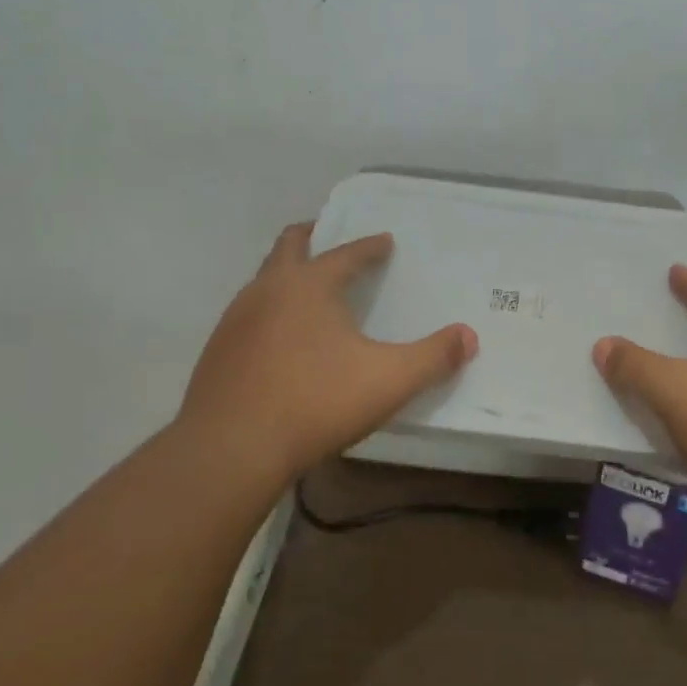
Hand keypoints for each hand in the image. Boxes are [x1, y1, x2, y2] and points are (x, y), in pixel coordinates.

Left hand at [176, 223, 476, 493]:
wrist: (231, 449)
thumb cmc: (316, 403)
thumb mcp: (389, 381)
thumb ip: (433, 357)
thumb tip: (468, 337)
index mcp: (309, 285)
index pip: (345, 253)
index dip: (369, 247)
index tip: (384, 241)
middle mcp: (267, 290)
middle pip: (289, 246)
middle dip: (311, 237)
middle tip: (328, 236)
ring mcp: (235, 319)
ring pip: (263, 279)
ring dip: (287, 274)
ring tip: (308, 290)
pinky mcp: (218, 351)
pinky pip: (248, 314)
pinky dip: (269, 310)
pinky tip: (280, 339)